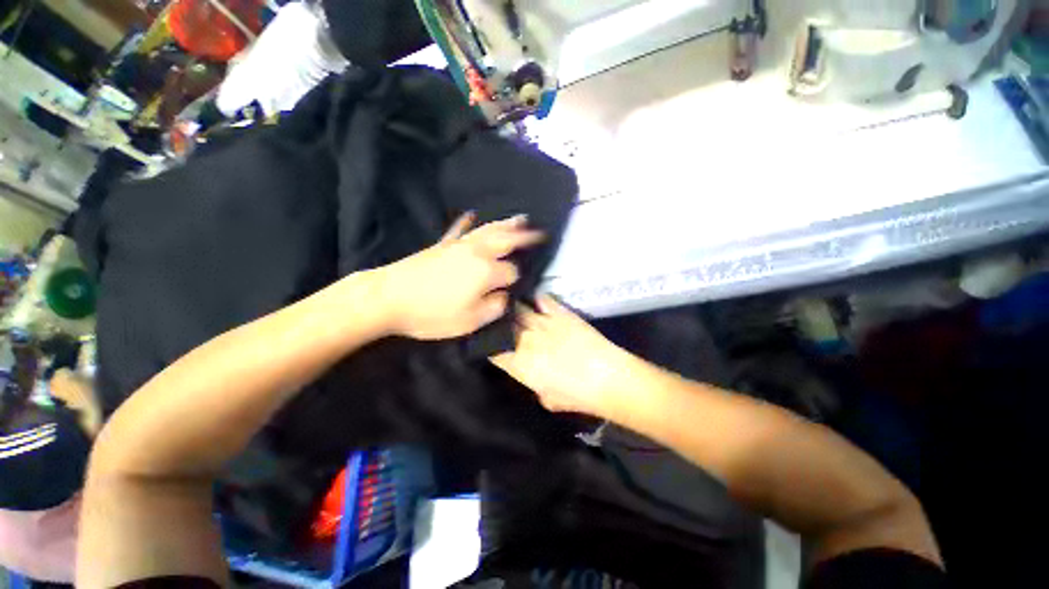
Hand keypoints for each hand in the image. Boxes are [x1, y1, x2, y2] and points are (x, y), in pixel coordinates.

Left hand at [377, 212, 543, 339]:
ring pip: (489, 230)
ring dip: (506, 224)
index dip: (516, 281)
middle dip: (526, 237)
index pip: (512, 272)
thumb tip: (504, 296)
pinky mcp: (442, 244)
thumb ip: (495, 307)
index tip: (512, 290)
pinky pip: (459, 229)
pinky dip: (467, 222)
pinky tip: (472, 214)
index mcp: (487, 272)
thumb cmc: (431, 313)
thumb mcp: (470, 321)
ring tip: (521, 218)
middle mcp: (477, 253)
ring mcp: (459, 245)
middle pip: (507, 240)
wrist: (388, 298)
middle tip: (540, 233)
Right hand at [491, 295, 642, 418]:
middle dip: (498, 324)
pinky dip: (536, 298)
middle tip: (497, 321)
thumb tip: (535, 378)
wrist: (608, 378)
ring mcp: (543, 324)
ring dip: (512, 309)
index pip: (494, 351)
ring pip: (519, 310)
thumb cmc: (579, 397)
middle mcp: (526, 341)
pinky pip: (542, 300)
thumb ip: (535, 386)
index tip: (491, 344)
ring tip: (508, 305)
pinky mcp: (561, 313)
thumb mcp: (549, 400)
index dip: (490, 346)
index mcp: (520, 365)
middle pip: (504, 326)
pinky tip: (531, 296)